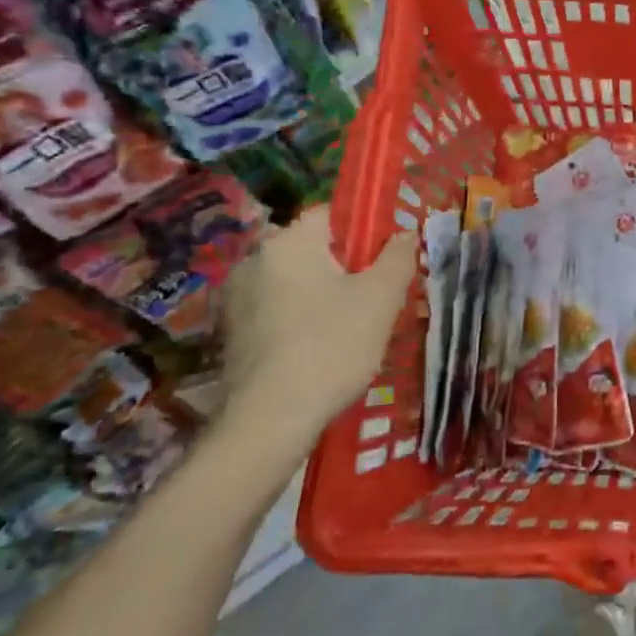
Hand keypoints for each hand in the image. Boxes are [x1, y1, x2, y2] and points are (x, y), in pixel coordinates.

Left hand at [219, 210, 415, 459]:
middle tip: (373, 300)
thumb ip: (398, 256)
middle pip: (313, 250)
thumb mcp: (382, 298)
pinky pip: (277, 311)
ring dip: (322, 296)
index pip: (331, 214)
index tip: (383, 262)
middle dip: (344, 268)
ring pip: (296, 283)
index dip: (363, 231)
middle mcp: (254, 260)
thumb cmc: (332, 346)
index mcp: (289, 242)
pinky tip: (319, 351)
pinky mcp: (231, 334)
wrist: (269, 421)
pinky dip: (299, 321)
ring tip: (350, 330)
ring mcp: (237, 299)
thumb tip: (403, 233)